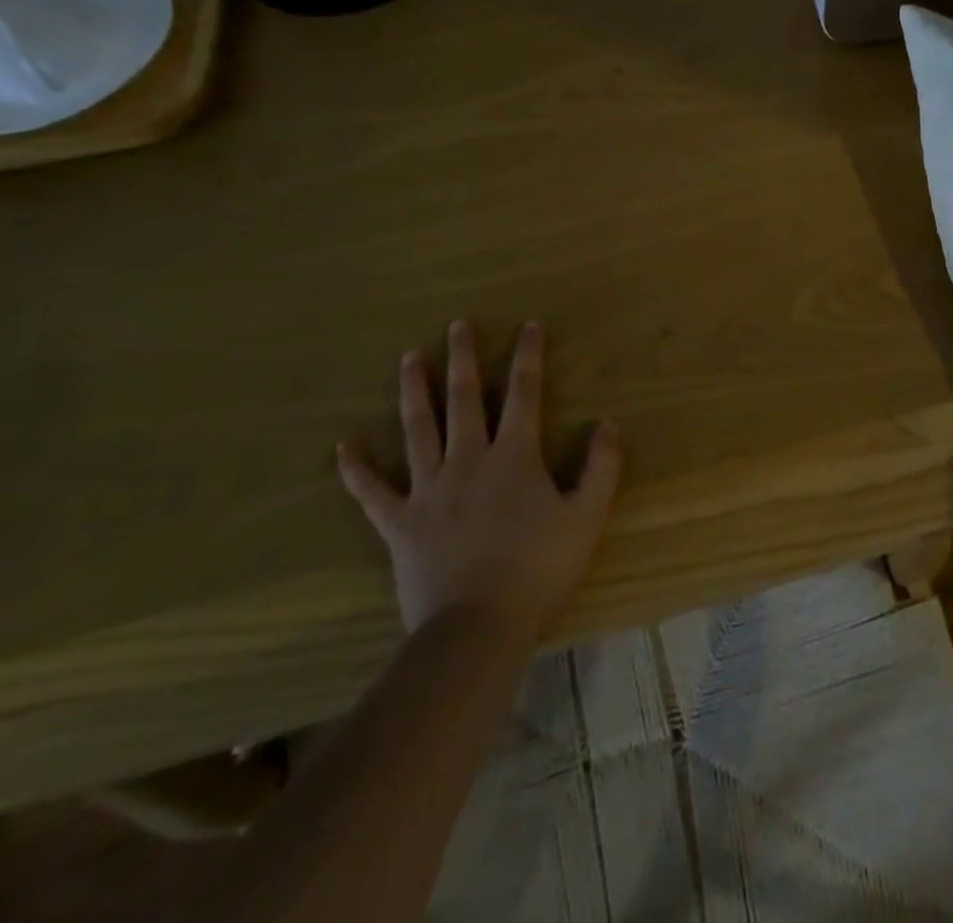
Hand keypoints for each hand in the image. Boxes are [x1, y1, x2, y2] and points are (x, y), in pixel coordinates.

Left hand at [336, 319, 621, 641]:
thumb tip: (607, 423)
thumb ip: (601, 467)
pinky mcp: (400, 523)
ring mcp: (429, 490)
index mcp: (514, 457)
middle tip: (457, 325)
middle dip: (464, 358)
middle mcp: (469, 460)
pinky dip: (356, 468)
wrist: (477, 627)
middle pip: (465, 399)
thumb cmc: (538, 569)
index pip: (524, 394)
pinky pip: (372, 491)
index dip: (528, 357)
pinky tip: (344, 445)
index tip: (527, 326)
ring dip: (415, 390)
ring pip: (419, 429)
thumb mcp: (587, 516)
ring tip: (409, 358)